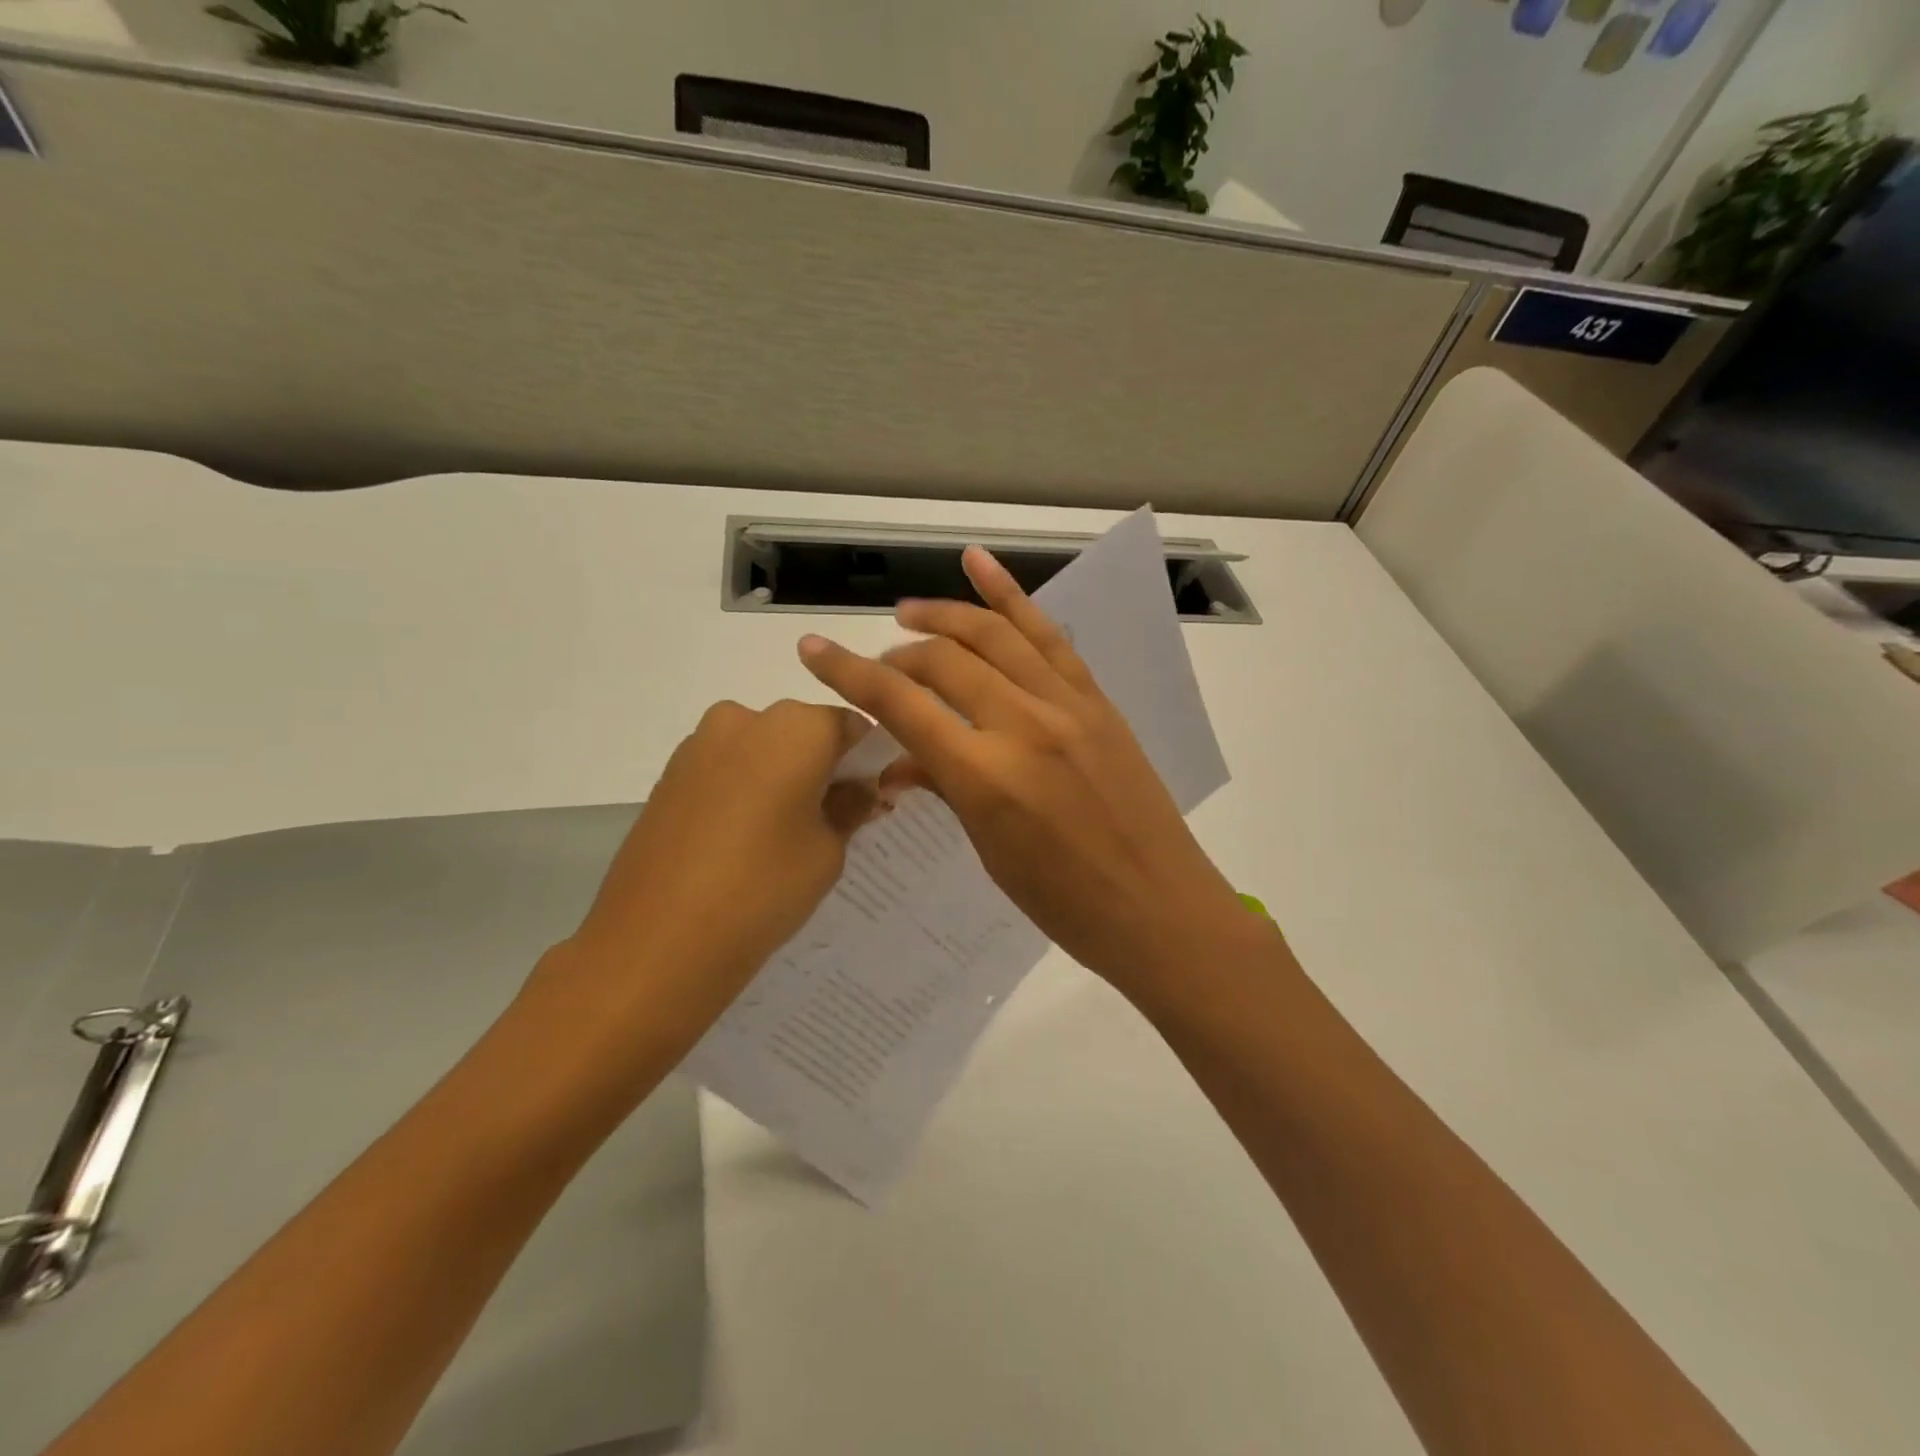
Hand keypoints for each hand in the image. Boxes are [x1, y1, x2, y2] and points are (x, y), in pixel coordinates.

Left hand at [537, 700, 880, 1041]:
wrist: (655, 942)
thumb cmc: (761, 888)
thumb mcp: (827, 851)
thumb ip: (850, 808)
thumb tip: (861, 788)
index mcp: (796, 727)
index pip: (852, 726)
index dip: (868, 760)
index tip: (872, 797)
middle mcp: (745, 718)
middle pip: (804, 732)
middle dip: (824, 766)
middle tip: (833, 819)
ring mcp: (699, 744)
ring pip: (763, 749)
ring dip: (783, 776)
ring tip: (784, 836)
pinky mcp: (669, 774)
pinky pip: (727, 768)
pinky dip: (746, 789)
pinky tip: (744, 840)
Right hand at [797, 546, 1247, 999]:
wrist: (1158, 908)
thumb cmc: (1065, 903)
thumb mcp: (990, 851)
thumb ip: (946, 788)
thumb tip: (901, 762)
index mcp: (986, 776)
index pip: (902, 706)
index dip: (849, 674)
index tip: (813, 650)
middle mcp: (1023, 725)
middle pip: (944, 660)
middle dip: (899, 654)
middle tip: (881, 666)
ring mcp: (1066, 705)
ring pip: (994, 635)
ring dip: (945, 614)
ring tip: (909, 611)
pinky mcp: (1096, 700)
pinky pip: (1049, 636)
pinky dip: (1011, 596)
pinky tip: (979, 566)